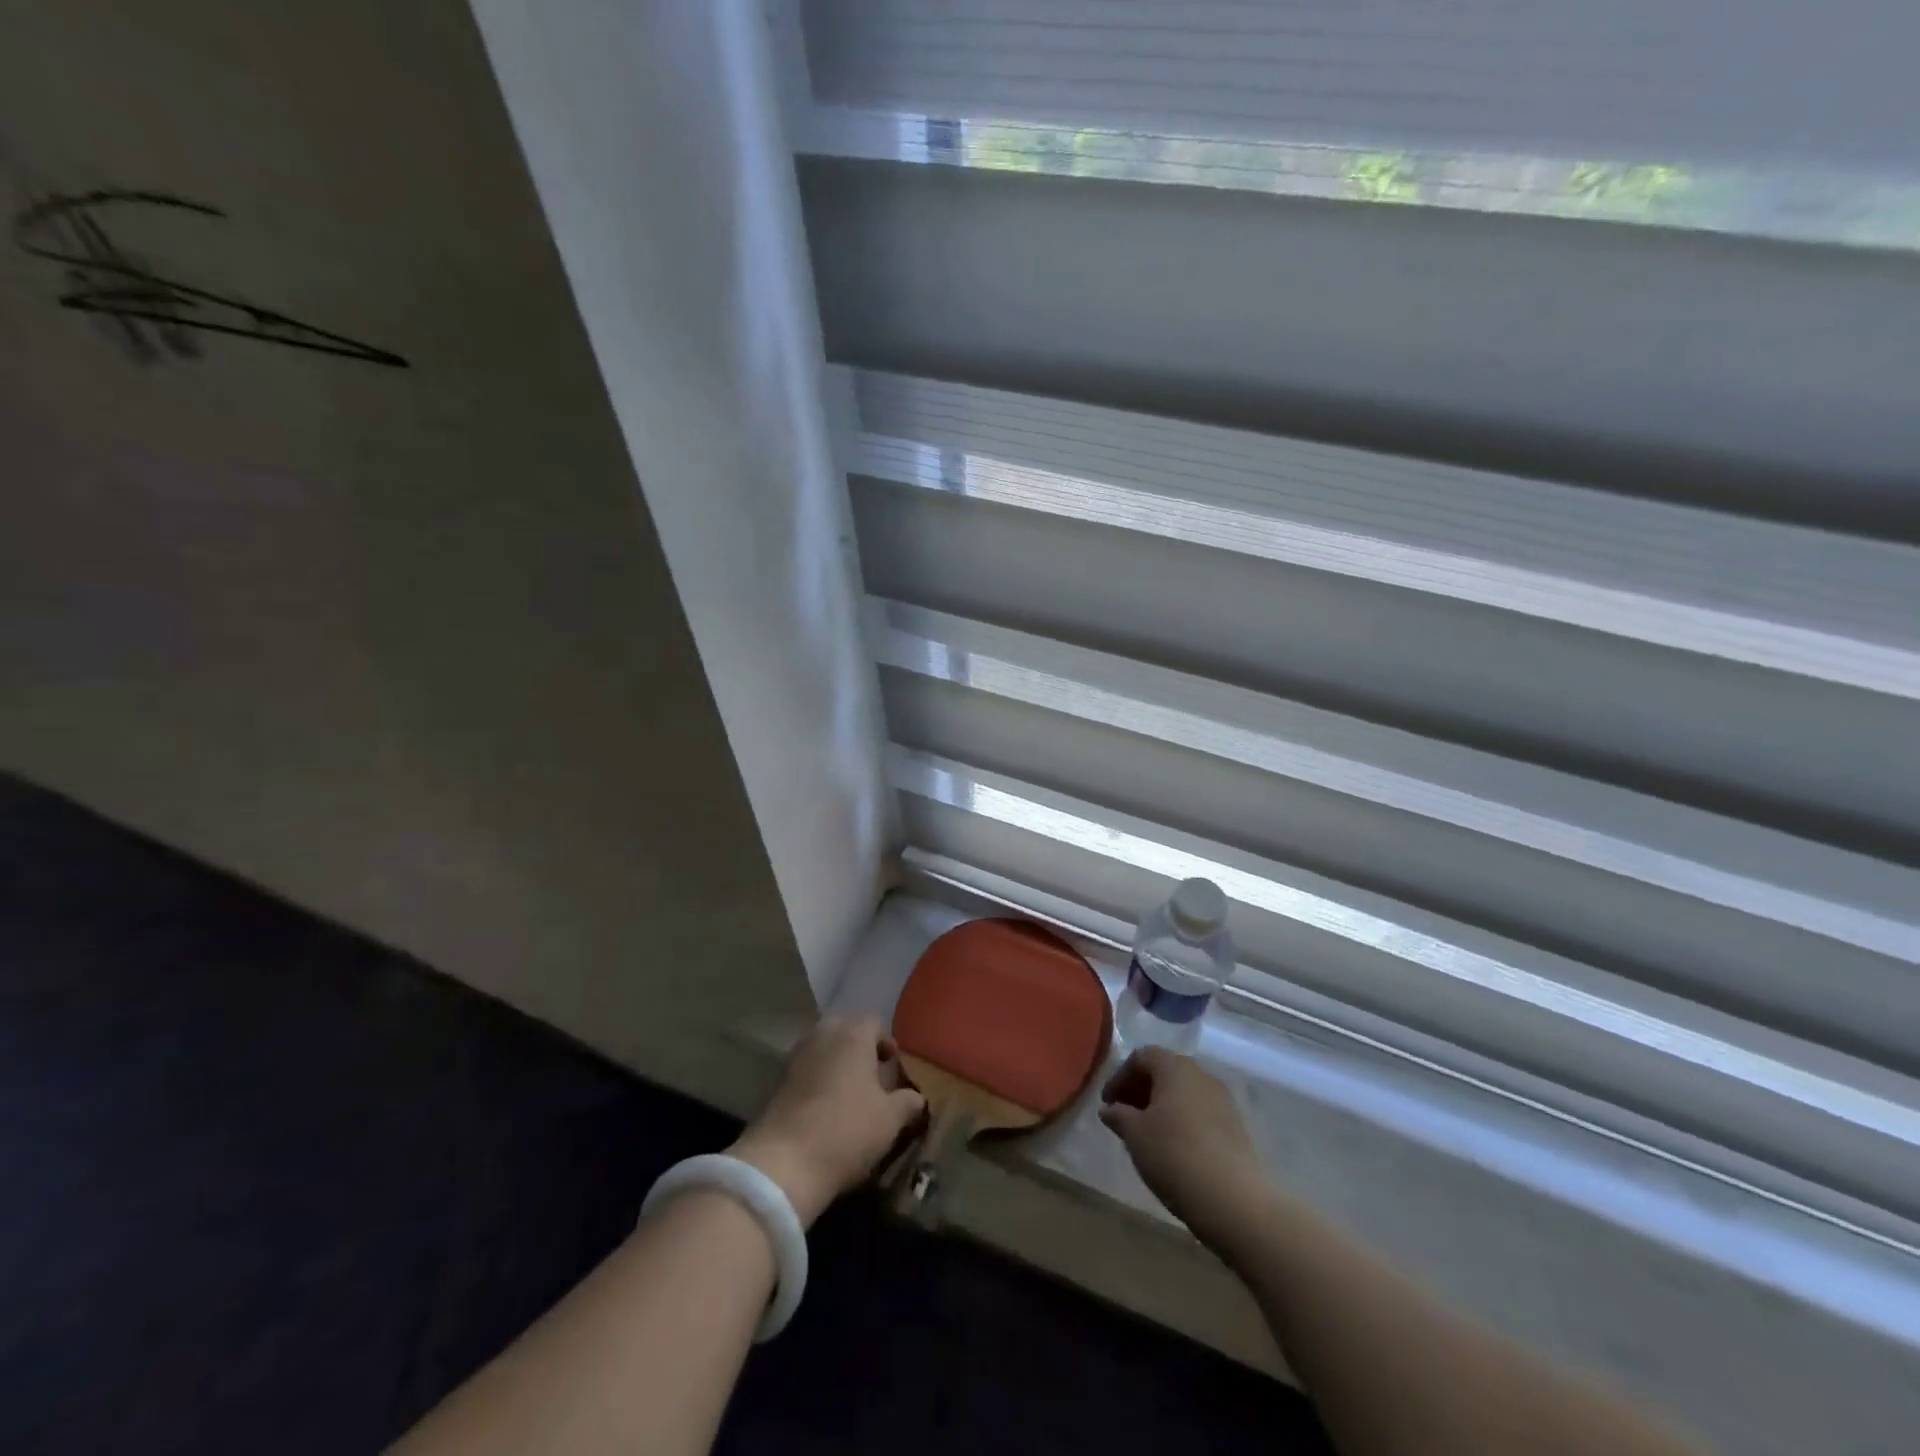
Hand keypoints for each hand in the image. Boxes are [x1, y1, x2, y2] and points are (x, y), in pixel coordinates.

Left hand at [730, 1017, 925, 1226]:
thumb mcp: (890, 1120)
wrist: (784, 1163)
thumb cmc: (847, 1131)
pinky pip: (807, 1068)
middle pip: (846, 1031)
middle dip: (860, 1050)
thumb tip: (917, 1097)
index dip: (887, 1044)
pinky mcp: (778, 1080)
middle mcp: (823, 1034)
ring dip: (837, 1064)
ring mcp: (797, 1055)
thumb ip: (907, 1102)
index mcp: (853, 1034)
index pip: (874, 1023)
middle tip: (873, 1079)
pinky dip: (818, 1079)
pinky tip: (826, 1108)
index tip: (894, 1070)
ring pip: (824, 1048)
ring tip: (850, 1095)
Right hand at [1100, 1048, 1264, 1240]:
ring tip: (1146, 1134)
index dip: (1120, 1076)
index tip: (1108, 1103)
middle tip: (1123, 1115)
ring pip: (1183, 1092)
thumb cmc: (1175, 1156)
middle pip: (1165, 1071)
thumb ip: (1119, 1115)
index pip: (1142, 1056)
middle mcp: (1201, 1074)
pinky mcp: (1235, 1126)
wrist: (1234, 1201)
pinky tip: (1172, 1147)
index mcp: (1175, 1067)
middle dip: (1141, 1089)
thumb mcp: (1135, 1135)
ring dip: (1161, 1106)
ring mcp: (1222, 1100)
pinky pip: (1200, 1111)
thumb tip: (1109, 1109)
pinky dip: (1181, 1120)